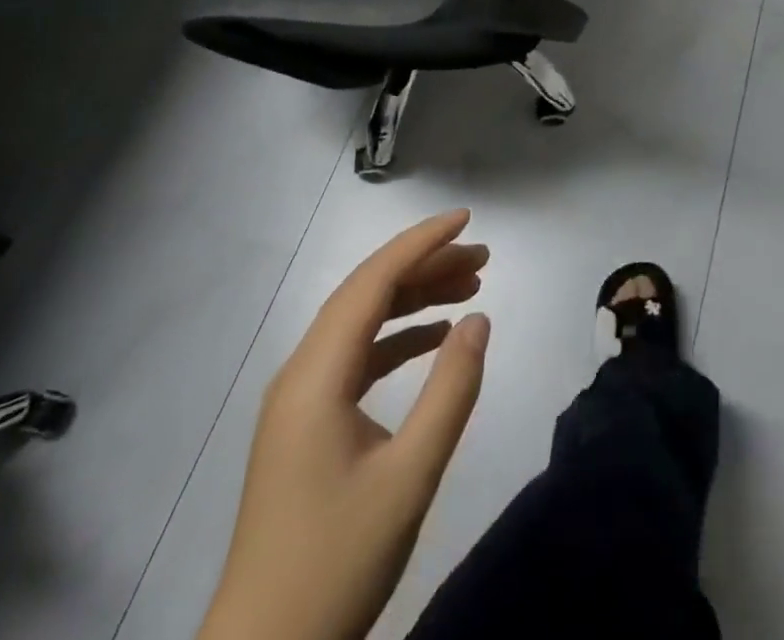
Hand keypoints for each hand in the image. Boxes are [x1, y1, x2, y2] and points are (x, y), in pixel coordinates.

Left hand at [199, 210, 490, 639]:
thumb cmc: (337, 564)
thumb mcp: (409, 478)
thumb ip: (450, 392)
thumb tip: (479, 320)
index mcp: (316, 374)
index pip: (372, 281)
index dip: (421, 243)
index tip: (467, 219)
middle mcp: (302, 371)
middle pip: (367, 294)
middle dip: (425, 266)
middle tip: (483, 258)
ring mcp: (300, 398)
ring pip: (362, 323)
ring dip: (414, 300)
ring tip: (470, 287)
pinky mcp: (307, 423)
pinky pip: (356, 358)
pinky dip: (398, 338)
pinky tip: (435, 339)